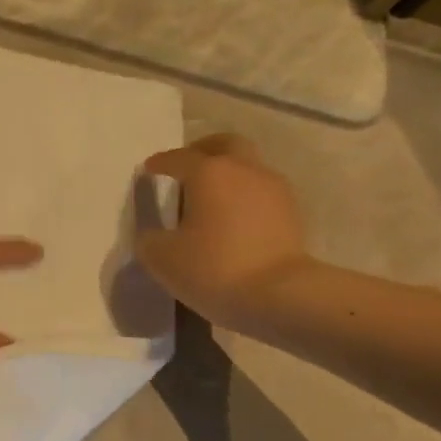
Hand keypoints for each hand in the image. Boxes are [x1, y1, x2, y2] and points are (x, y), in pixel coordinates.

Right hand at [136, 134, 314, 329]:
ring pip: (247, 167)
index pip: (178, 158)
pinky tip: (231, 219)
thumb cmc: (213, 268)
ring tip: (209, 199)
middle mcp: (244, 170)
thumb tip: (153, 234)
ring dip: (227, 175)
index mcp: (209, 173)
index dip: (160, 163)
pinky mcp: (291, 212)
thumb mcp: (161, 258)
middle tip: (186, 169)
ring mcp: (273, 189)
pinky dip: (243, 197)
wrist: (280, 295)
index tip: (148, 169)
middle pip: (224, 145)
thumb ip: (149, 239)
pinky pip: (260, 192)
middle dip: (203, 151)